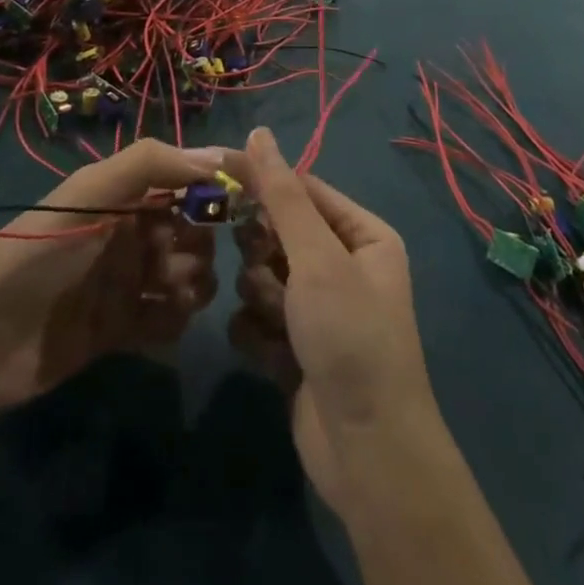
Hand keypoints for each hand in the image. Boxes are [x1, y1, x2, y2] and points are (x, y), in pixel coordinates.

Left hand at [0, 140, 224, 417]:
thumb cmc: (42, 252)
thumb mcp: (91, 192)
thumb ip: (153, 164)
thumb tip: (221, 156)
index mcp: (126, 195)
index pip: (189, 182)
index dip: (219, 187)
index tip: (250, 200)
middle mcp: (133, 233)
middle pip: (196, 233)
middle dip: (201, 244)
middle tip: (175, 261)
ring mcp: (128, 283)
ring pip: (190, 278)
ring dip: (192, 285)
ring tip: (166, 294)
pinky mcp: (122, 329)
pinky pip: (170, 322)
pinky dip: (173, 322)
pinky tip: (154, 325)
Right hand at [225, 128, 440, 518]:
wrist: (367, 452)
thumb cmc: (349, 336)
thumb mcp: (317, 257)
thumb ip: (282, 194)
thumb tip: (258, 132)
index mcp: (361, 235)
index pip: (302, 188)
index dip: (261, 182)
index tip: (216, 175)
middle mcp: (342, 265)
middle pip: (277, 232)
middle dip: (263, 254)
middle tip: (270, 273)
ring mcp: (317, 309)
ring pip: (260, 275)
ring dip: (260, 297)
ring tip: (279, 322)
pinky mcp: (294, 347)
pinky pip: (255, 318)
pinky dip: (257, 333)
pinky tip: (272, 356)